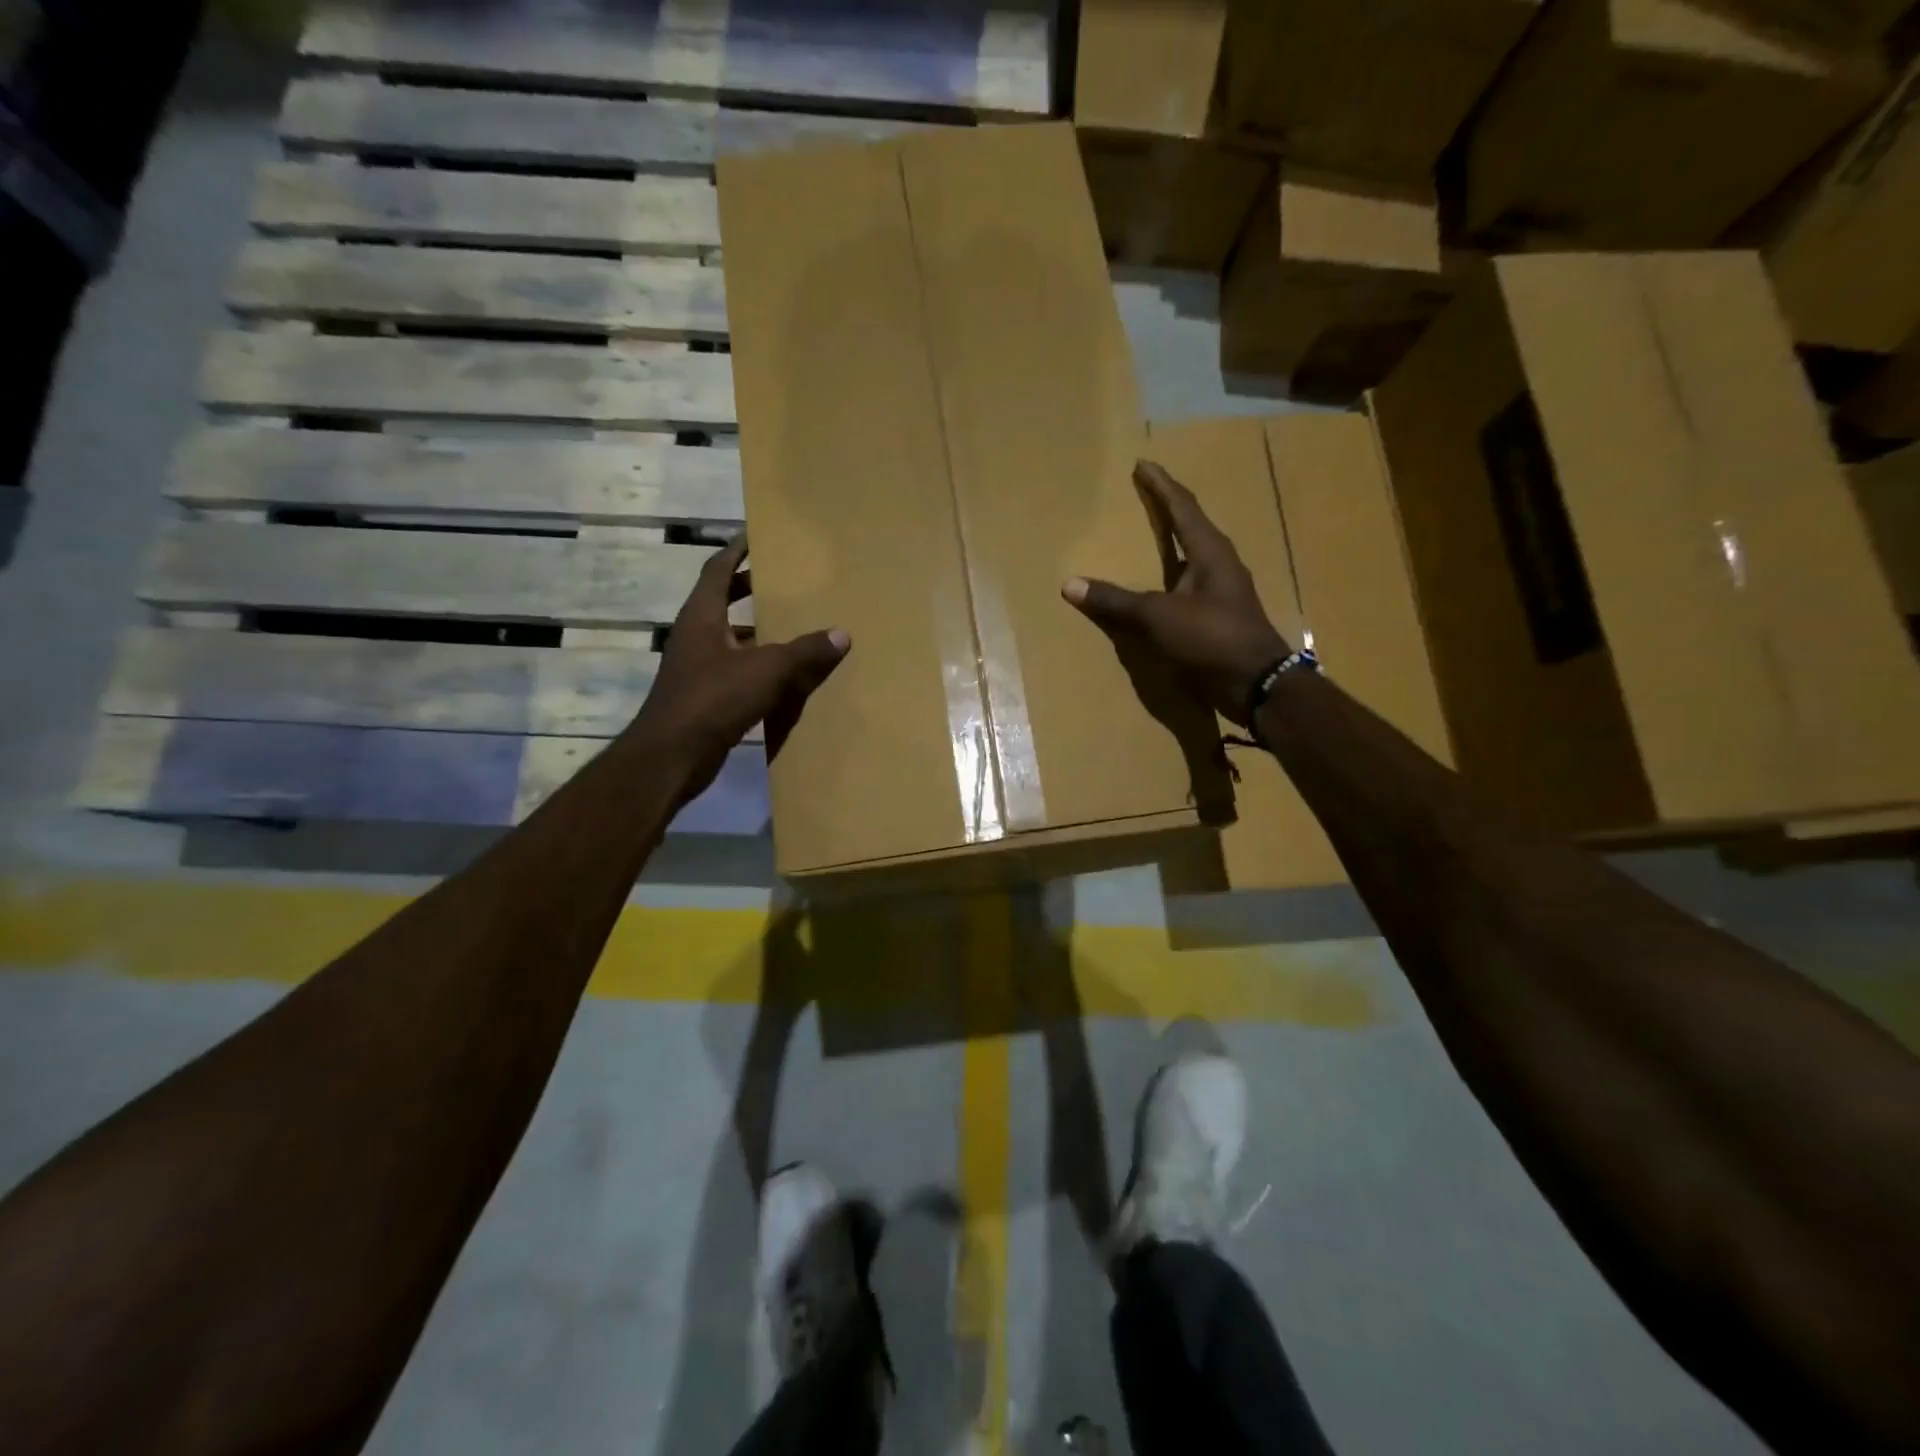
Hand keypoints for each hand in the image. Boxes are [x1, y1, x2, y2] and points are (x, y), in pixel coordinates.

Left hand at [637, 535, 849, 787]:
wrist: (671, 755)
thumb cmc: (714, 699)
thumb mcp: (767, 670)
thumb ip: (805, 652)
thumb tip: (841, 634)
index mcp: (702, 616)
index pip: (717, 570)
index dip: (737, 551)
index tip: (756, 535)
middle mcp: (695, 635)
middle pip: (721, 601)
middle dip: (748, 589)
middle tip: (781, 581)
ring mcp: (695, 667)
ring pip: (727, 637)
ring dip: (753, 629)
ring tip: (789, 625)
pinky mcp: (702, 696)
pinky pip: (733, 668)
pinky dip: (755, 664)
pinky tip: (781, 676)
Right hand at [1062, 460, 1290, 726]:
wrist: (1256, 683)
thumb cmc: (1211, 638)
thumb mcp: (1158, 616)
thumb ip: (1115, 600)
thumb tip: (1070, 584)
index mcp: (1210, 552)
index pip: (1183, 506)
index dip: (1161, 485)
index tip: (1143, 465)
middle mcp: (1220, 565)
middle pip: (1191, 526)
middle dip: (1167, 509)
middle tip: (1144, 495)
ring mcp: (1222, 592)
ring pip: (1192, 557)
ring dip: (1172, 544)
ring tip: (1150, 536)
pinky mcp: (1219, 617)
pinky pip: (1188, 586)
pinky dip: (1170, 578)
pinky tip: (1160, 588)